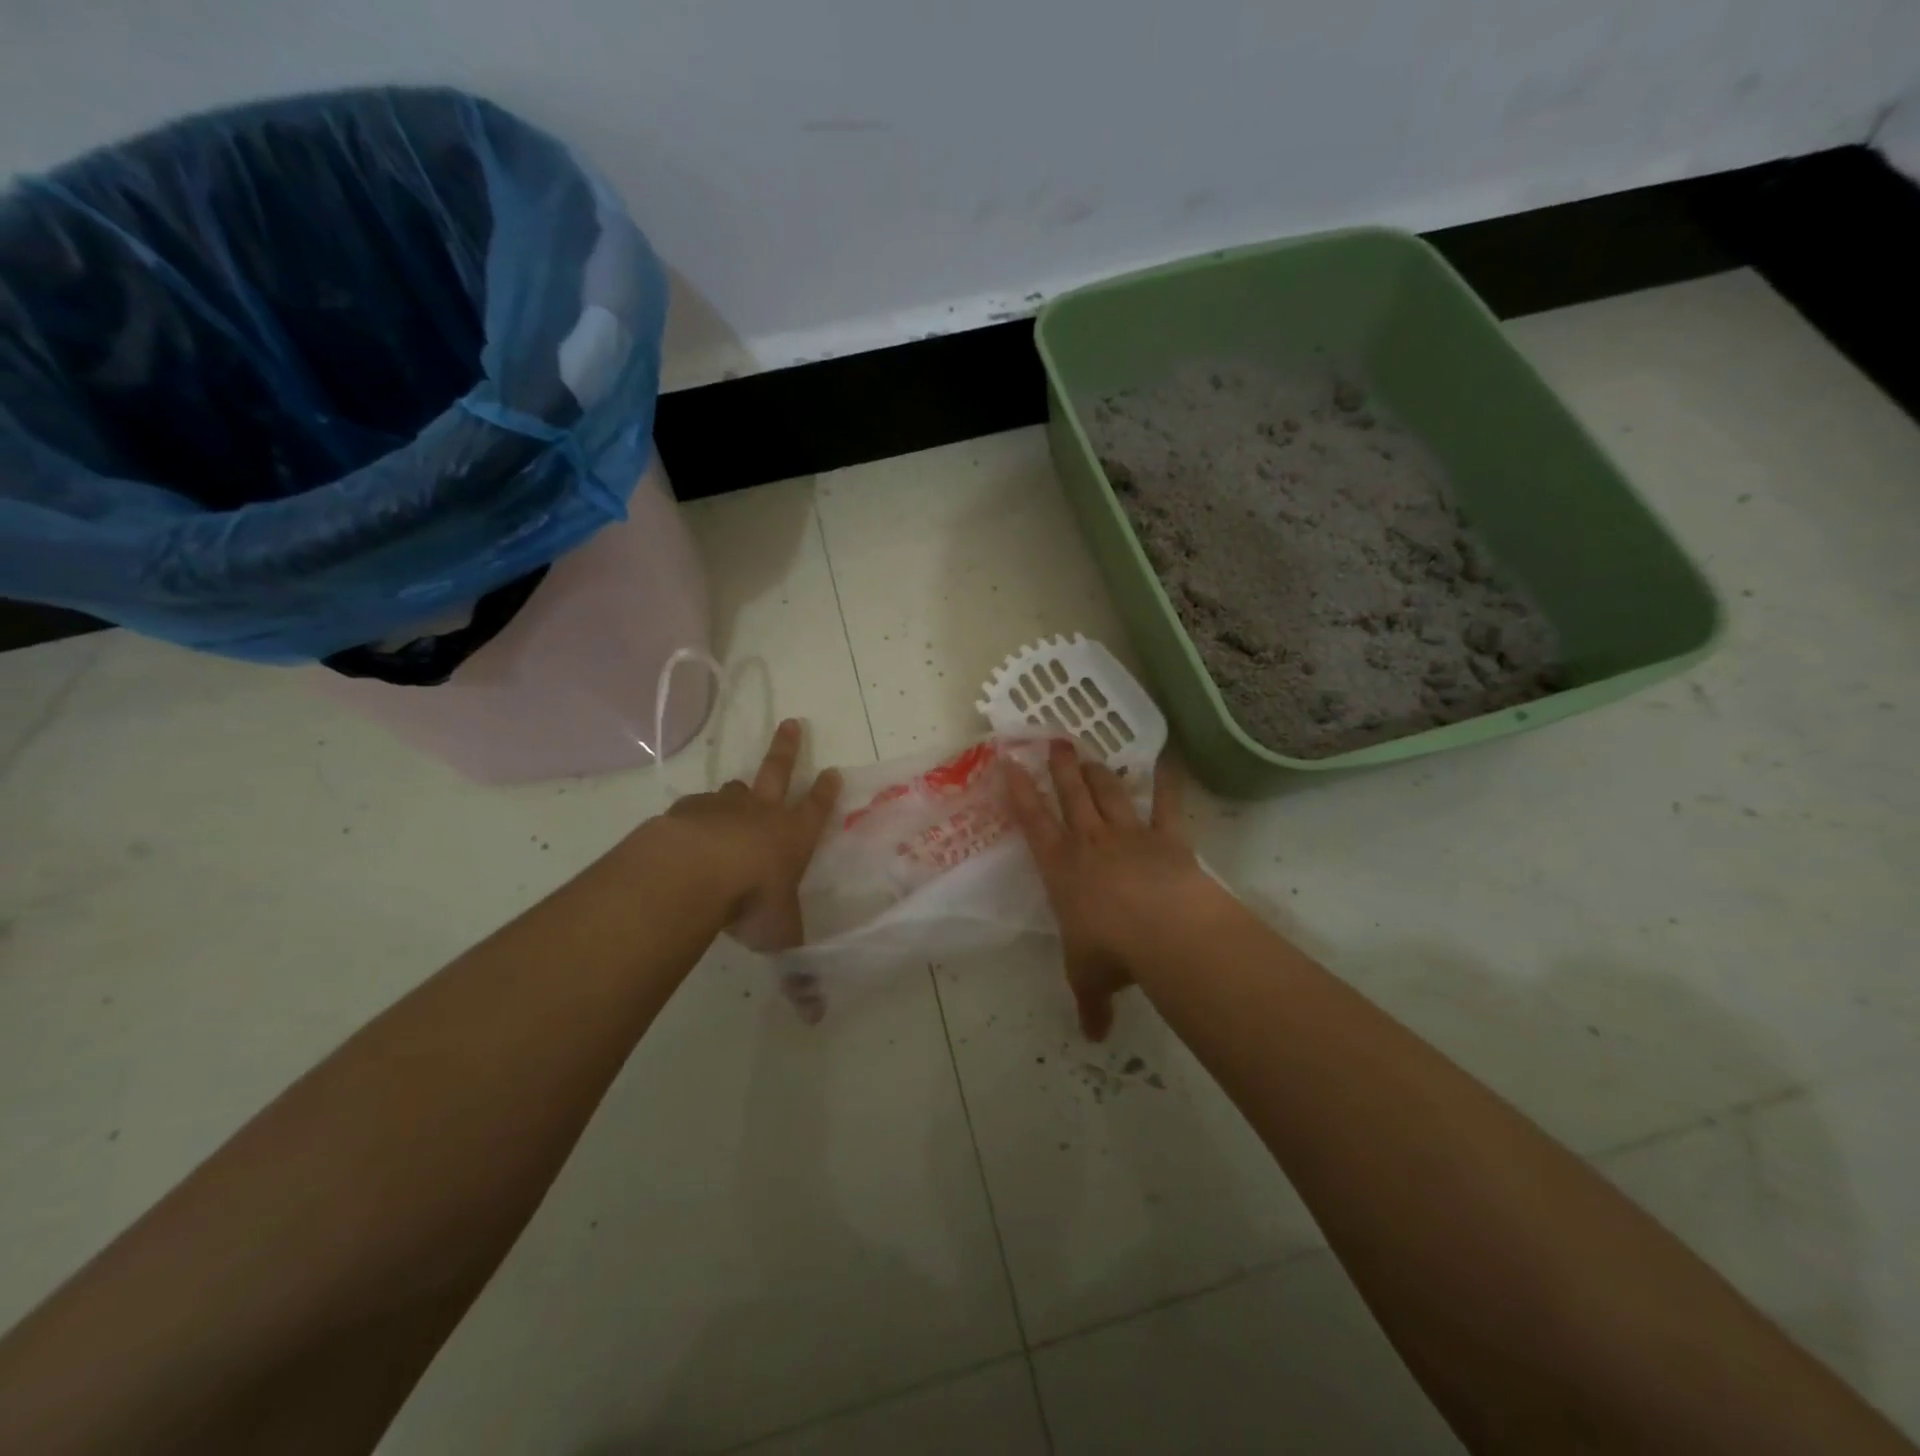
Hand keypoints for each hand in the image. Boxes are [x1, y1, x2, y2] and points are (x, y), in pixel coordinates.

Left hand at [662, 719, 841, 952]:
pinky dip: (697, 815)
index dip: (826, 792)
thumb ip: (796, 970)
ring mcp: (722, 808)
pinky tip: (688, 827)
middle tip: (793, 723)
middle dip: (788, 749)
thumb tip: (815, 1016)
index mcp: (792, 836)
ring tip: (736, 790)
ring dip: (738, 790)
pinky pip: (695, 809)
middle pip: (778, 773)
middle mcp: (761, 814)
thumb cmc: (753, 899)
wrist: (696, 870)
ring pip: (734, 790)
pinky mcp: (687, 813)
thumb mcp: (780, 936)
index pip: (817, 809)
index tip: (833, 770)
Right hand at [1005, 742, 1211, 1039]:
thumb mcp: (1090, 979)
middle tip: (1054, 741)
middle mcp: (1090, 842)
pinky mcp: (1166, 837)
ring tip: (1089, 753)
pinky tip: (1166, 760)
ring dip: (1098, 772)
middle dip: (1060, 768)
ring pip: (1108, 793)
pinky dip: (1166, 782)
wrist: (1163, 930)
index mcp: (1060, 867)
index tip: (1010, 762)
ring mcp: (1129, 835)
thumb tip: (1094, 1037)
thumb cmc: (1111, 951)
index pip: (1032, 822)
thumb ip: (1091, 1003)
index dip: (1020, 791)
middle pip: (1071, 795)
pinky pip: (1165, 804)